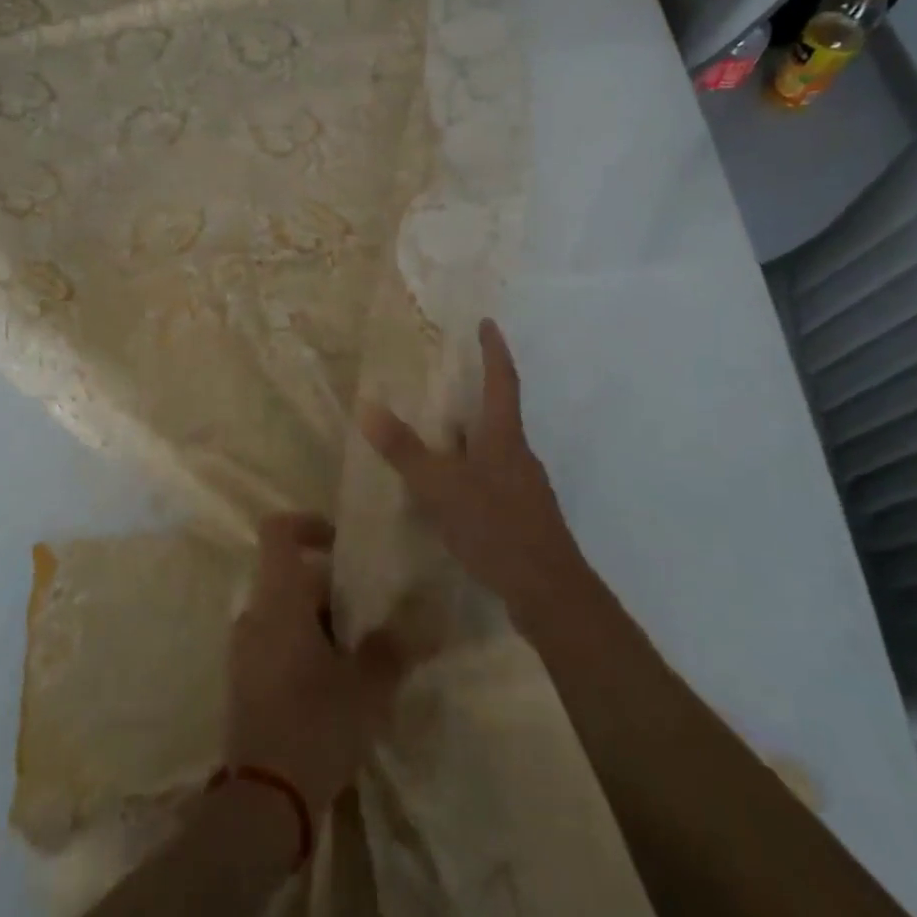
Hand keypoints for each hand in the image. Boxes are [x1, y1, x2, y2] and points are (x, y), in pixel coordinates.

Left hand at [226, 514, 404, 815]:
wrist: (263, 801)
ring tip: (361, 656)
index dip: (308, 525)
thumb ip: (392, 647)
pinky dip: (304, 648)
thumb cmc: (315, 725)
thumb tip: (421, 621)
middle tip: (372, 616)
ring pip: (286, 614)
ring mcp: (244, 650)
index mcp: (278, 600)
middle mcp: (254, 614)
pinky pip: (276, 644)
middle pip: (291, 577)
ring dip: (321, 623)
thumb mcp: (366, 686)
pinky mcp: (244, 682)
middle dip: (332, 590)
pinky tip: (337, 686)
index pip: (278, 532)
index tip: (341, 543)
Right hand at [360, 318, 586, 623]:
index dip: (494, 351)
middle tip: (446, 382)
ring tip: (440, 436)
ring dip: (471, 437)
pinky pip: (494, 478)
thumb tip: (367, 406)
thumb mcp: (441, 487)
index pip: (502, 381)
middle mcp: (519, 455)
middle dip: (476, 395)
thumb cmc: (495, 527)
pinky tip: (453, 492)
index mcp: (504, 437)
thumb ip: (405, 450)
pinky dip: (472, 471)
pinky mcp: (523, 515)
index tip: (487, 324)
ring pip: (495, 449)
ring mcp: (525, 487)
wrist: (549, 592)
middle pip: (499, 414)